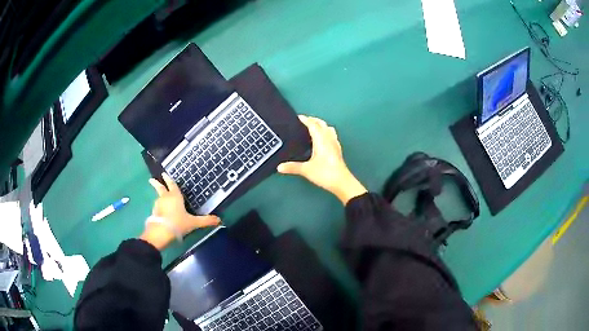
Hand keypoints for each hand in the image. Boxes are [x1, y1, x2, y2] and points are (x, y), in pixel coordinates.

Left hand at [140, 173, 219, 249]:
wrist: (161, 233)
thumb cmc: (178, 224)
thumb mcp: (193, 223)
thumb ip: (205, 221)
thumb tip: (219, 220)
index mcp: (175, 196)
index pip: (172, 185)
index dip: (169, 179)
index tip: (163, 174)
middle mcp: (165, 198)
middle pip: (160, 188)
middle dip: (156, 183)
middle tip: (151, 179)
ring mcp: (158, 205)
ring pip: (159, 198)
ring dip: (160, 197)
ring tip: (161, 198)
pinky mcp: (154, 213)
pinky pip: (158, 208)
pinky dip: (159, 207)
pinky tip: (162, 212)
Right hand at [277, 115, 366, 204]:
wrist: (342, 182)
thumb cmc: (324, 173)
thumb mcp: (306, 170)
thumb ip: (292, 167)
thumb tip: (278, 167)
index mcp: (321, 140)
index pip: (313, 125)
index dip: (305, 120)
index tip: (298, 117)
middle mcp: (329, 139)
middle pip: (321, 124)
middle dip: (313, 120)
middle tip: (304, 121)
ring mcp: (335, 144)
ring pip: (328, 128)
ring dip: (321, 125)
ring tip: (313, 127)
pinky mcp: (338, 150)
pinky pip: (332, 135)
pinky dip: (326, 132)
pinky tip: (323, 139)